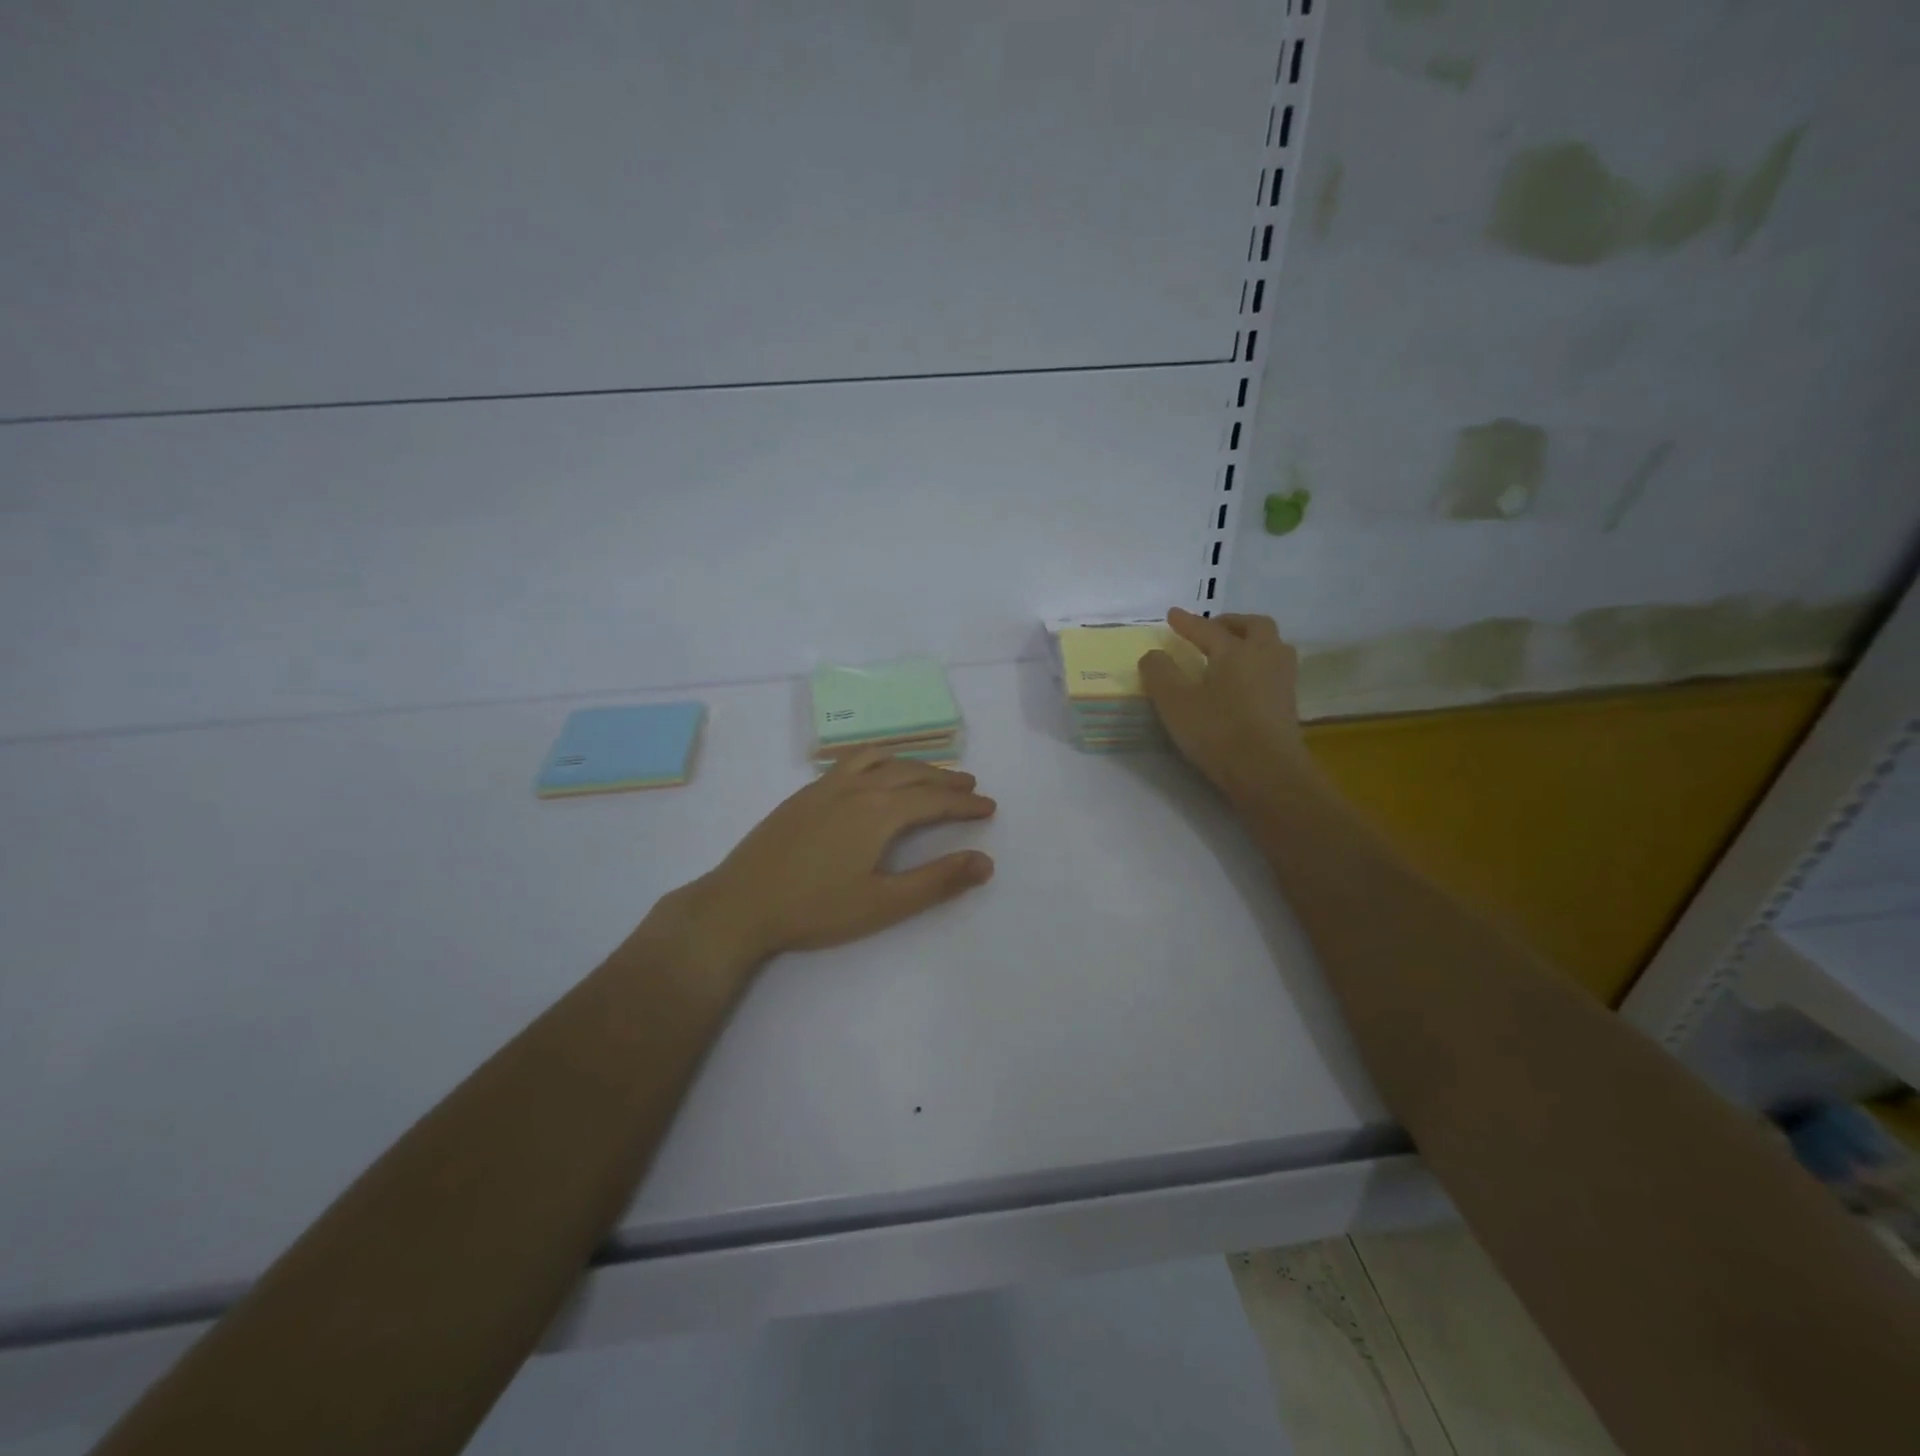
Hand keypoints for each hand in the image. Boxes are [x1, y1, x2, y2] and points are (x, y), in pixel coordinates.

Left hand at [680, 753, 996, 966]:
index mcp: (879, 812)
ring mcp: (826, 787)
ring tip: (929, 773)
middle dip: (944, 779)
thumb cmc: (816, 909)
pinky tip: (873, 771)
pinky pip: (850, 761)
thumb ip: (937, 881)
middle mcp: (857, 788)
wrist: (741, 903)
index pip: (934, 799)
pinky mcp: (804, 793)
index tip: (989, 806)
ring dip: (911, 764)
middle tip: (970, 786)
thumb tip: (985, 862)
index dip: (965, 803)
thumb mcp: (883, 904)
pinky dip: (876, 758)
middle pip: (911, 774)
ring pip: (880, 760)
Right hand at [1139, 608, 1305, 801]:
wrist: (1268, 772)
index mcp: (1235, 650)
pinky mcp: (1289, 703)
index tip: (1172, 614)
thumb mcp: (1175, 702)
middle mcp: (1264, 656)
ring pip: (1272, 645)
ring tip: (1231, 652)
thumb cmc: (1218, 732)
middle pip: (1254, 626)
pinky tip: (1245, 681)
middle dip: (1230, 622)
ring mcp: (1282, 679)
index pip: (1207, 628)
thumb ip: (1160, 673)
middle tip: (1211, 629)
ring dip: (1251, 640)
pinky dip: (1258, 663)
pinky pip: (1275, 669)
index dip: (1187, 622)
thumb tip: (1154, 654)